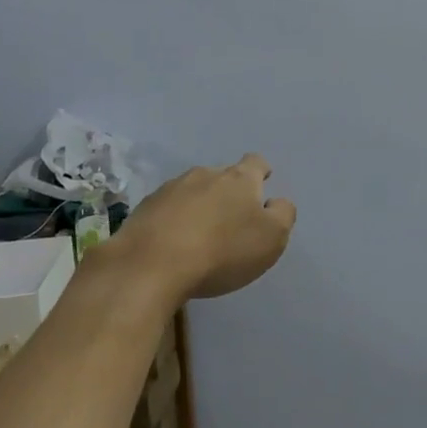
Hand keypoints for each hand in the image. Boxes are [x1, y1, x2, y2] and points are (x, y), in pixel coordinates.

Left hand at [118, 154, 296, 301]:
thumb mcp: (270, 238)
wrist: (150, 265)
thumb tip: (276, 202)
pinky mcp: (144, 209)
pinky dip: (172, 221)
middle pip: (222, 176)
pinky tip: (171, 244)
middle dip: (228, 192)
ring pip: (192, 190)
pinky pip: (165, 209)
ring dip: (198, 205)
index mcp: (239, 178)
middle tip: (231, 219)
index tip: (263, 183)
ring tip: (199, 234)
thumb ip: (282, 215)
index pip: (256, 162)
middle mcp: (205, 174)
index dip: (261, 171)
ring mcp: (171, 189)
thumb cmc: (222, 251)